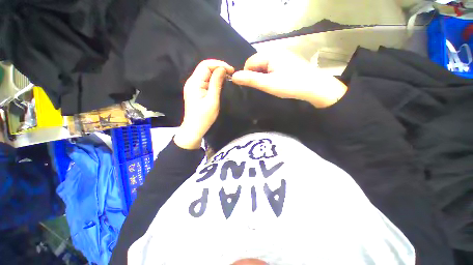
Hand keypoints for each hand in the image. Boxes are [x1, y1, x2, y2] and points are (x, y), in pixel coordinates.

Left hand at [174, 60, 233, 149]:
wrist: (194, 128)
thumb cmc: (204, 117)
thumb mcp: (212, 100)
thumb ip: (216, 83)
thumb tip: (222, 69)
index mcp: (194, 83)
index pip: (205, 65)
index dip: (219, 64)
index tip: (231, 70)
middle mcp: (192, 81)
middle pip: (205, 67)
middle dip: (218, 67)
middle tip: (231, 74)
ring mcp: (193, 86)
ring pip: (205, 73)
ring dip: (217, 73)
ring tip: (228, 77)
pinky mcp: (196, 91)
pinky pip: (205, 80)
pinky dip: (214, 79)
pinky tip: (220, 82)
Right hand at [231, 51, 346, 107]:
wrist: (315, 87)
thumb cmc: (290, 85)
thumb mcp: (268, 84)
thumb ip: (251, 79)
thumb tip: (233, 76)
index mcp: (270, 54)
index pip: (249, 63)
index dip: (248, 75)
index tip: (254, 86)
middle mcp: (275, 51)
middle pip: (257, 63)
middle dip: (256, 75)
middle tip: (264, 87)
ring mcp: (283, 56)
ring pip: (264, 66)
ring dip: (264, 76)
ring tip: (271, 85)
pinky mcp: (287, 62)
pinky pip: (272, 67)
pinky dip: (271, 75)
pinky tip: (278, 82)